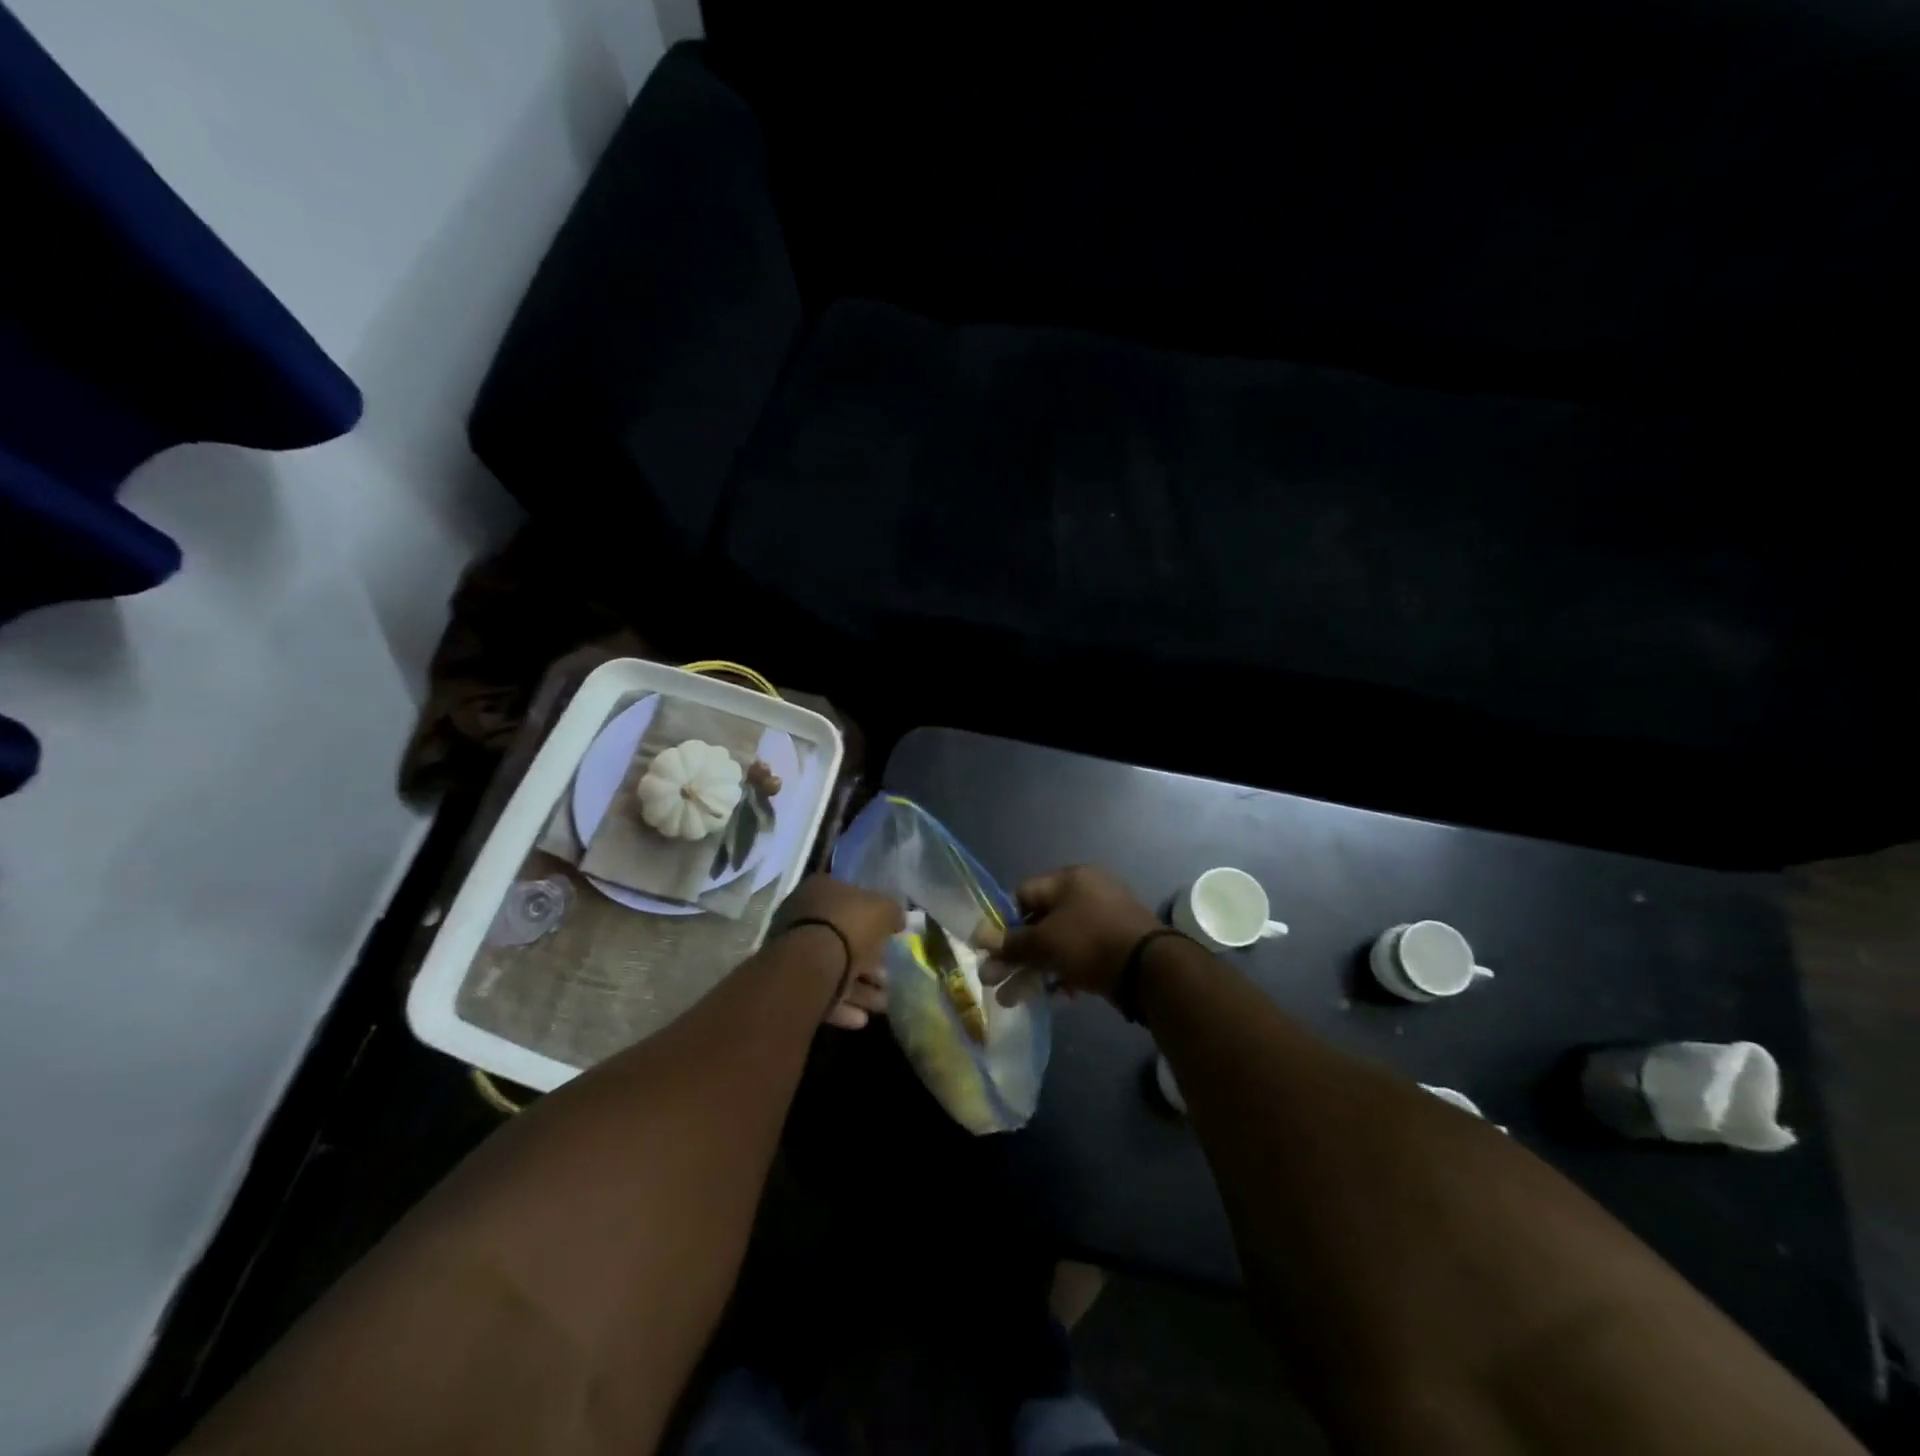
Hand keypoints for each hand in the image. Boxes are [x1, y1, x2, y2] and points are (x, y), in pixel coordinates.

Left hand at [774, 875, 904, 1028]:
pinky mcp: (791, 983)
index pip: (851, 900)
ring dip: (861, 989)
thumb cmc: (849, 926)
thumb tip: (897, 919)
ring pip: (834, 968)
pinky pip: (822, 992)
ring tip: (882, 1003)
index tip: (891, 939)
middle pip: (844, 939)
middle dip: (869, 962)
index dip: (874, 920)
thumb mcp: (883, 909)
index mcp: (821, 890)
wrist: (810, 965)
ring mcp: (794, 951)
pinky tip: (861, 1018)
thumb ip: (892, 912)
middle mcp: (802, 916)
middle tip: (888, 978)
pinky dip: (843, 1005)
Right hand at [979, 865, 1160, 1005]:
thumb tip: (979, 938)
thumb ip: (1012, 942)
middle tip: (994, 982)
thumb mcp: (1046, 941)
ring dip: (1035, 970)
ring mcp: (1103, 920)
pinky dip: (1063, 973)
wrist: (1150, 969)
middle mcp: (1086, 893)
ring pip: (1058, 944)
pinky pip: (1080, 956)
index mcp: (1070, 879)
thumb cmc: (1091, 942)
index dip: (1002, 922)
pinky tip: (1055, 997)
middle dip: (1015, 955)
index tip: (988, 949)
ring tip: (1014, 1000)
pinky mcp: (1114, 946)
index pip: (1023, 894)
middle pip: (1039, 923)